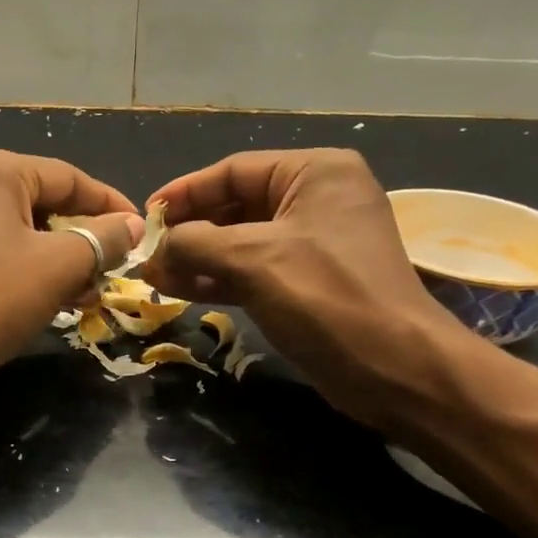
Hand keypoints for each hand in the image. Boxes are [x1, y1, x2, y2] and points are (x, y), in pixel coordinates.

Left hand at [0, 147, 142, 384]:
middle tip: (110, 272)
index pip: (69, 178)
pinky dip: (19, 265)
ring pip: (14, 227)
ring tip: (82, 294)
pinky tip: (40, 296)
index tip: (140, 234)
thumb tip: (132, 226)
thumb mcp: (59, 267)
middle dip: (80, 239)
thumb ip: (103, 239)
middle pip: (40, 201)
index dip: (111, 206)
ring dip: (53, 257)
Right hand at [144, 149, 489, 429]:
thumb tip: (156, 250)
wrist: (392, 367)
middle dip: (190, 232)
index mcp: (315, 173)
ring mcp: (314, 244)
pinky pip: (253, 271)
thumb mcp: (253, 260)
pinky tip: (181, 291)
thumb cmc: (326, 297)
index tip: (145, 217)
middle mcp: (316, 200)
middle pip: (236, 206)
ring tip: (155, 278)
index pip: (234, 171)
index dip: (185, 193)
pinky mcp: (308, 284)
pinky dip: (219, 280)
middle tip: (147, 255)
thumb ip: (195, 244)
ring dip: (198, 260)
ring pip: (241, 243)